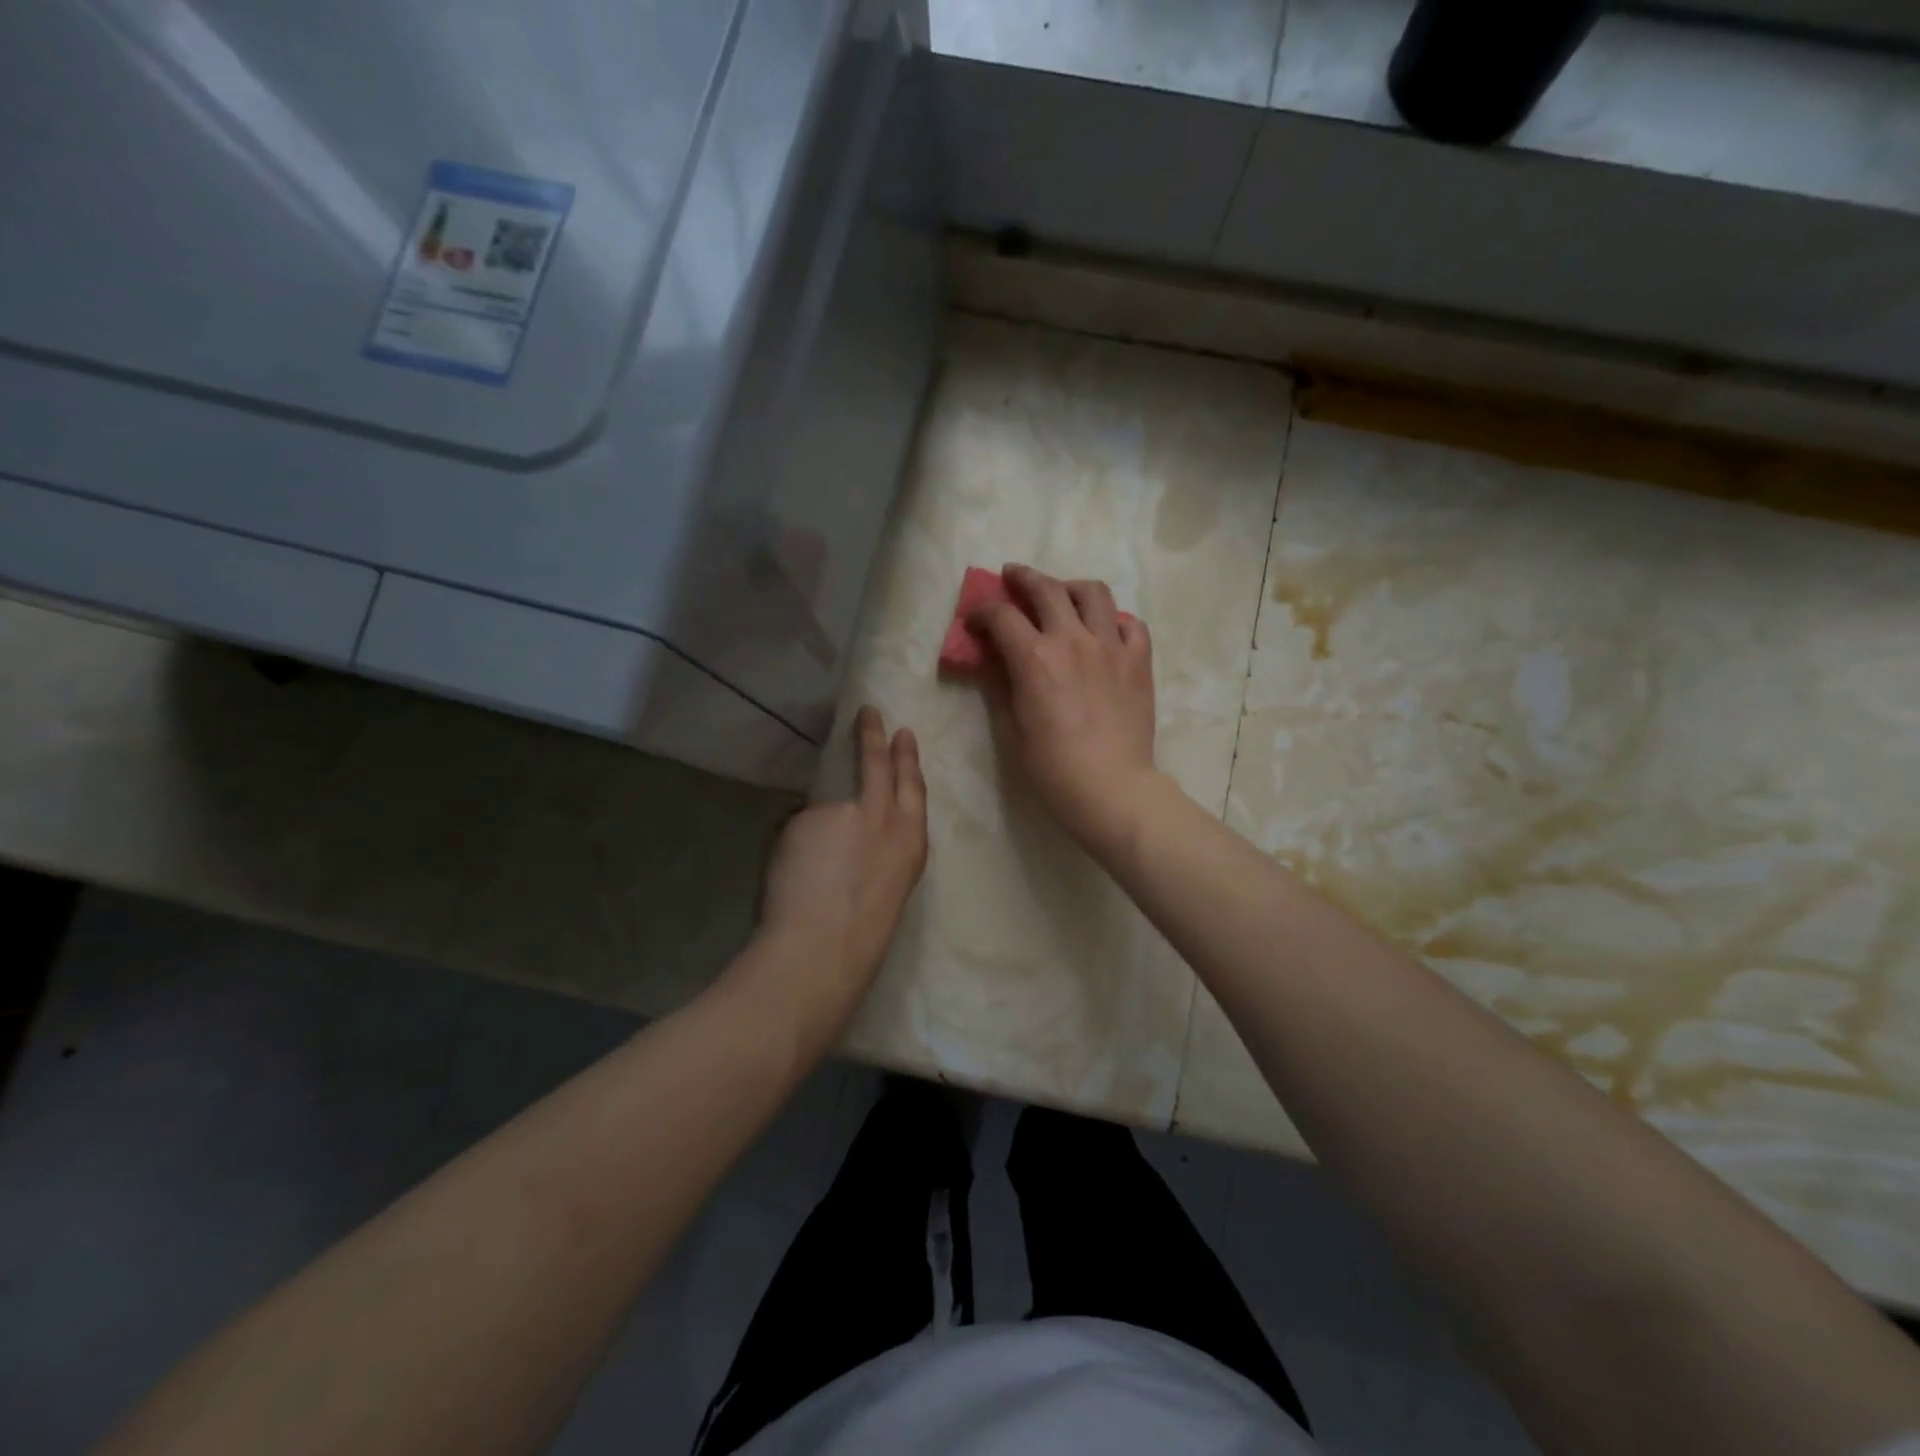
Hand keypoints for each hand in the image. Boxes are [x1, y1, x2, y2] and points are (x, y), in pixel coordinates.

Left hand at [752, 706, 927, 1022]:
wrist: (821, 947)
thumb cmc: (862, 936)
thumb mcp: (889, 887)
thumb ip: (876, 851)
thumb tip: (846, 835)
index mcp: (910, 842)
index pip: (912, 787)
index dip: (907, 758)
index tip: (903, 733)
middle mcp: (880, 816)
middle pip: (876, 765)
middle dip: (872, 736)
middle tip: (868, 713)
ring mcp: (841, 812)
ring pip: (822, 814)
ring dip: (813, 838)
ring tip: (806, 878)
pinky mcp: (804, 818)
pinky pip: (795, 829)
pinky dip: (791, 850)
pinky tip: (790, 879)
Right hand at [969, 563, 1160, 856]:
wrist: (1111, 788)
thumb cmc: (1052, 767)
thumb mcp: (1012, 727)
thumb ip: (1001, 685)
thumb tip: (993, 658)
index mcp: (1035, 658)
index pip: (1002, 616)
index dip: (983, 612)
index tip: (976, 621)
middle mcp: (1073, 640)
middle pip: (1046, 589)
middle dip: (1023, 577)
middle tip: (1012, 577)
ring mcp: (1111, 646)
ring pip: (1093, 592)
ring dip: (1071, 587)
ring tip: (1063, 595)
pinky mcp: (1139, 661)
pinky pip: (1130, 623)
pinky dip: (1114, 620)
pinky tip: (1105, 631)